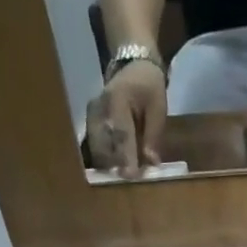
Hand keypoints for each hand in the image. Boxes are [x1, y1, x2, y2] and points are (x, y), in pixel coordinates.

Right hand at [85, 60, 167, 175]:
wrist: (132, 67)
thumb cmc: (148, 86)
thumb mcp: (158, 107)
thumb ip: (153, 134)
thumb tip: (151, 162)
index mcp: (117, 100)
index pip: (121, 133)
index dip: (125, 157)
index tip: (129, 176)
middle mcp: (98, 108)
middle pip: (102, 144)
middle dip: (114, 165)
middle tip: (128, 180)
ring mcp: (90, 115)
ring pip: (95, 148)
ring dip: (108, 165)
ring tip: (122, 175)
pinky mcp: (89, 122)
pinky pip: (94, 146)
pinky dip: (104, 159)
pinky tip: (113, 168)